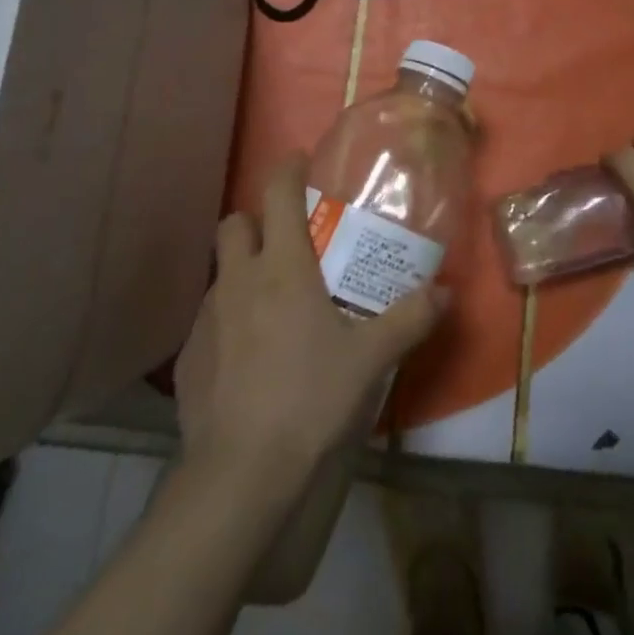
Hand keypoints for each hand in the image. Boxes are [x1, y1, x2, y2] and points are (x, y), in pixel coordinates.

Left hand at [175, 154, 446, 493]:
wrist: (242, 473)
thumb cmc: (310, 397)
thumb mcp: (372, 357)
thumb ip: (411, 318)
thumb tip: (446, 292)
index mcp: (282, 267)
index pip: (278, 193)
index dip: (288, 168)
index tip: (301, 161)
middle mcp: (238, 280)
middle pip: (234, 223)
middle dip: (257, 221)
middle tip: (288, 242)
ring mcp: (206, 318)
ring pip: (220, 272)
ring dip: (243, 272)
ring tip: (273, 304)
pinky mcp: (187, 357)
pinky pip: (208, 320)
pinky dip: (228, 320)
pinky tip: (249, 355)